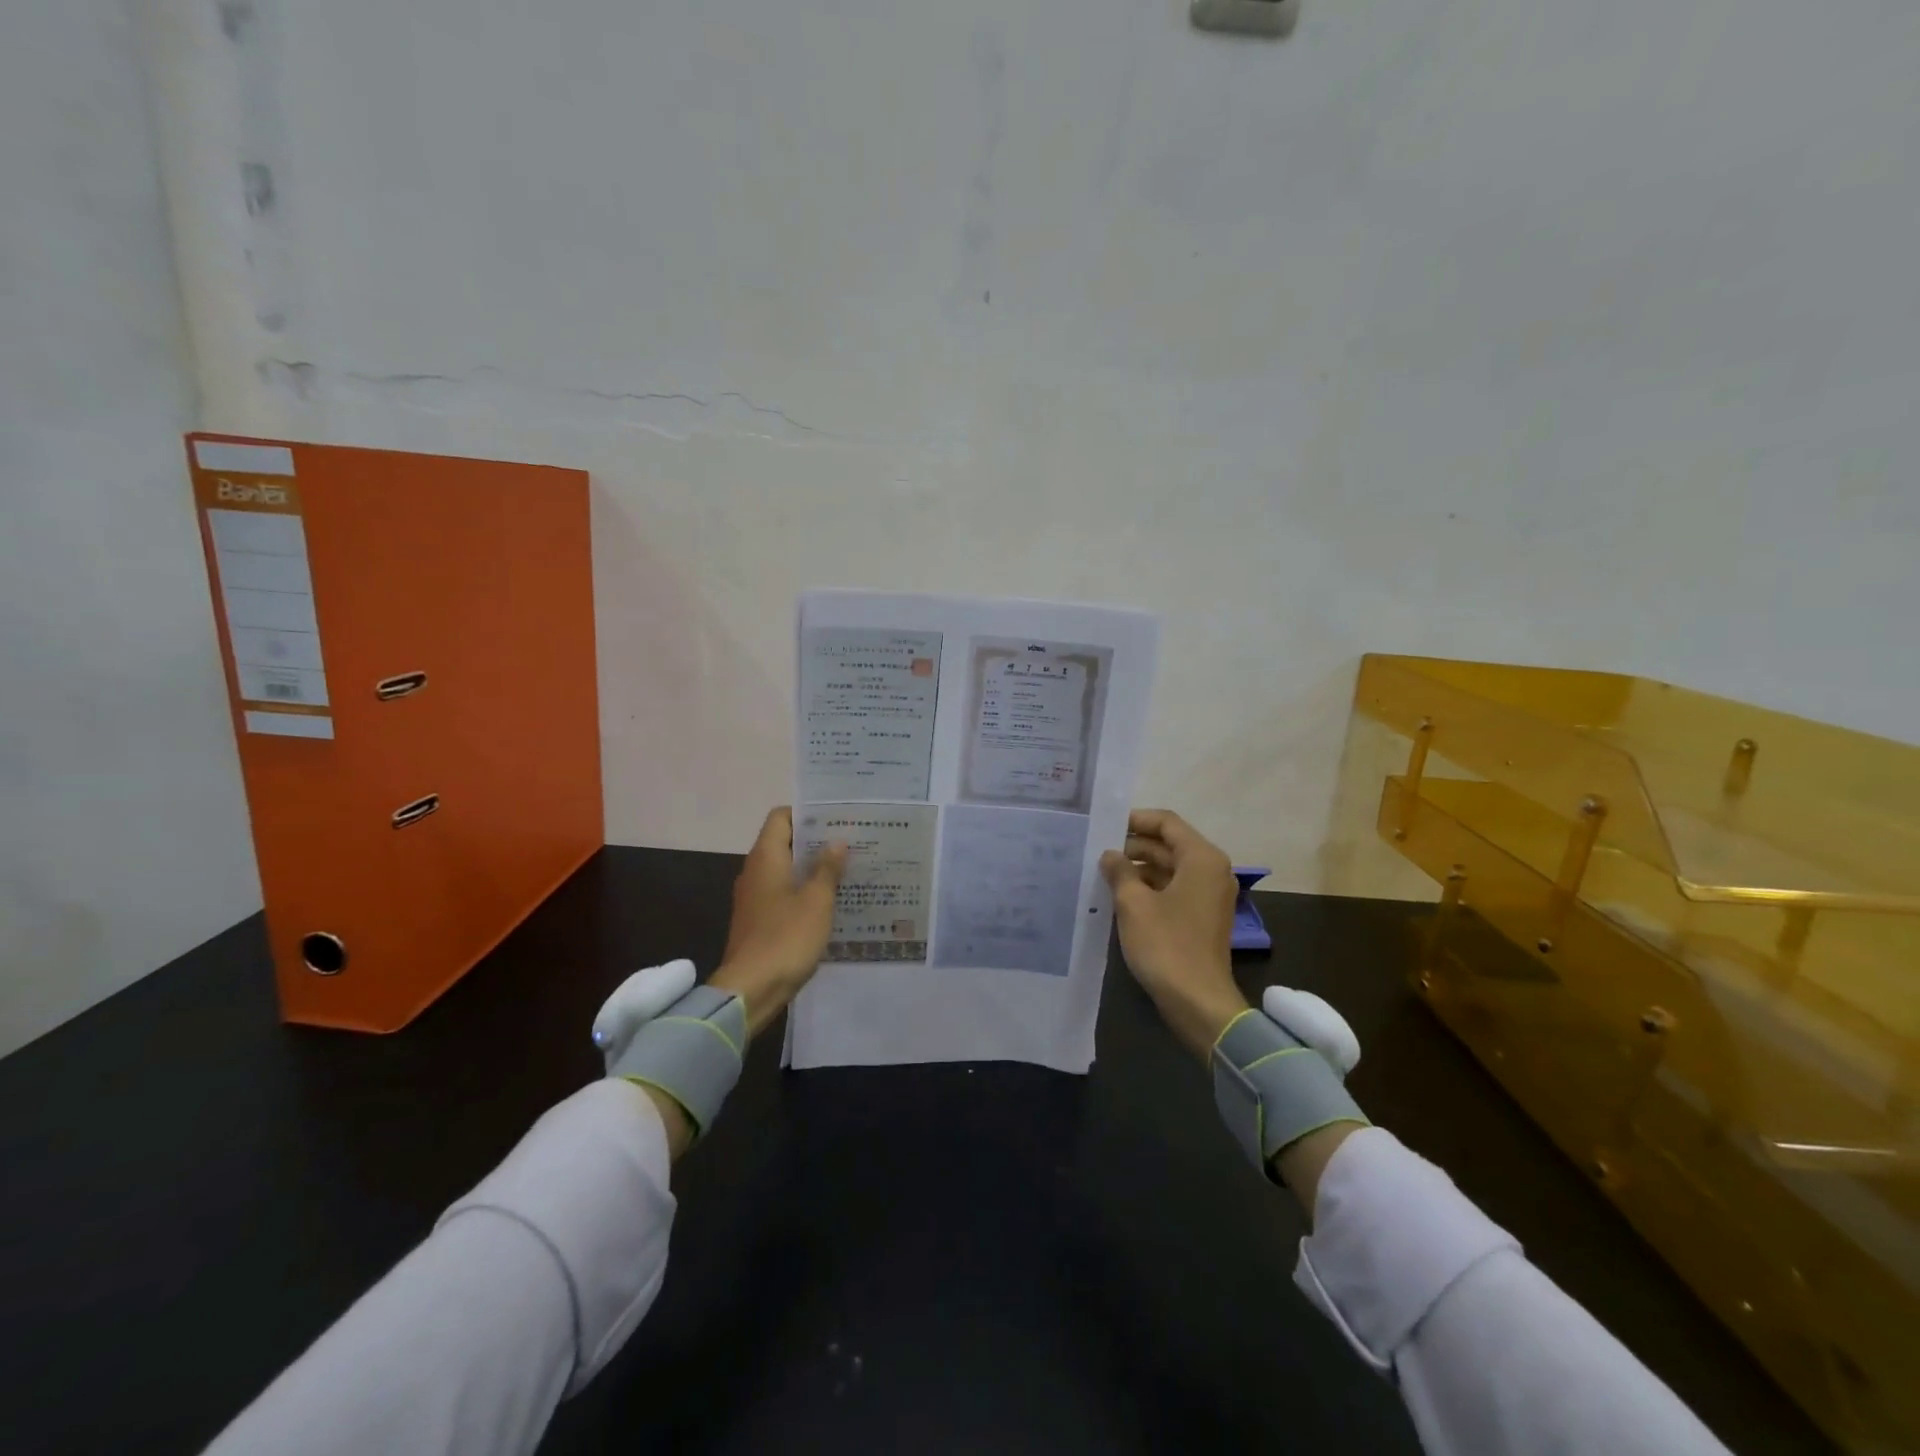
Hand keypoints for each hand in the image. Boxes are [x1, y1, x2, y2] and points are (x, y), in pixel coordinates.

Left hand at [708, 807, 847, 1036]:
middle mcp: (756, 872)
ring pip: (786, 870)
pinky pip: (785, 895)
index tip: (837, 818)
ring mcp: (755, 898)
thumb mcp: (816, 902)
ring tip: (848, 870)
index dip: (807, 813)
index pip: (781, 817)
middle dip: (816, 842)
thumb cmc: (785, 938)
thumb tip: (837, 841)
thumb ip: (827, 869)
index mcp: (766, 858)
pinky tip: (831, 902)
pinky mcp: (759, 921)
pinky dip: (805, 893)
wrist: (750, 990)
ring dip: (813, 869)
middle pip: (785, 843)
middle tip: (852, 842)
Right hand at [1099, 809, 1248, 1058]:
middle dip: (1133, 846)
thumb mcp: (1133, 903)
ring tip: (1102, 872)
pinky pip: (1173, 889)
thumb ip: (1120, 871)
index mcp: (1201, 858)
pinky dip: (1149, 887)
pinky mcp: (1202, 917)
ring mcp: (1209, 895)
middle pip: (1169, 844)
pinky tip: (1119, 896)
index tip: (1104, 825)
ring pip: (1170, 868)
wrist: (1197, 1002)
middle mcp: (1211, 870)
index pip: (1166, 822)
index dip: (1135, 819)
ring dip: (1139, 868)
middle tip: (1096, 849)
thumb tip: (1110, 855)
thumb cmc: (1166, 945)